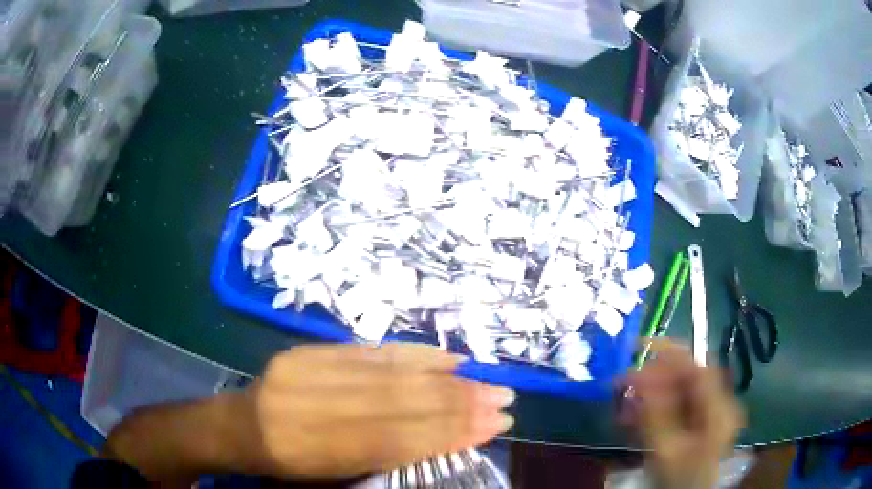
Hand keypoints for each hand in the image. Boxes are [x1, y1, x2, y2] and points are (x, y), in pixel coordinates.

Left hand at [242, 344, 515, 478]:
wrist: (240, 424)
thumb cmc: (289, 463)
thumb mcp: (333, 474)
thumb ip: (383, 455)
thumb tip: (446, 435)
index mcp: (314, 452)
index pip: (397, 440)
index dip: (450, 433)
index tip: (495, 426)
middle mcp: (310, 410)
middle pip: (398, 405)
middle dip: (459, 403)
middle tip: (505, 400)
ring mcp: (307, 373)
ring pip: (390, 375)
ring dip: (445, 379)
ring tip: (487, 382)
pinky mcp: (308, 351)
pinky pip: (369, 351)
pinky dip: (413, 355)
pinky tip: (446, 358)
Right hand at [624, 340, 744, 488]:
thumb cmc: (679, 479)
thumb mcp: (665, 450)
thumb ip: (655, 414)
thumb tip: (640, 376)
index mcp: (719, 409)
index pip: (698, 367)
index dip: (670, 352)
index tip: (639, 347)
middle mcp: (718, 404)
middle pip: (687, 378)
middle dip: (654, 378)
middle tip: (622, 383)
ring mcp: (710, 412)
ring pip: (679, 391)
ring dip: (650, 394)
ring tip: (623, 405)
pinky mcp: (699, 421)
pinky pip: (677, 405)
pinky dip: (655, 408)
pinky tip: (634, 417)